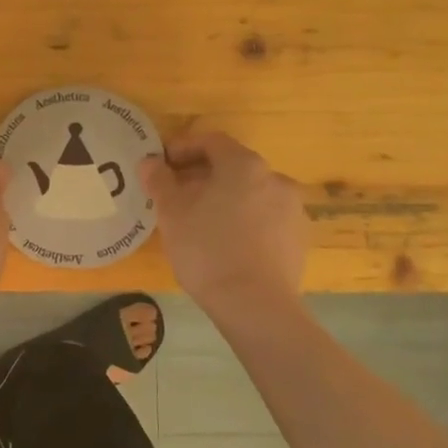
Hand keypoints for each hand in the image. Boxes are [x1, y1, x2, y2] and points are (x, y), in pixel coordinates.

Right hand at [141, 131, 307, 313]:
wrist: (256, 305)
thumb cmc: (207, 249)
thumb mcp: (171, 212)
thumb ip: (160, 180)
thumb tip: (150, 163)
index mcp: (244, 165)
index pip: (211, 141)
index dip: (183, 147)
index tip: (162, 164)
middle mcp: (275, 178)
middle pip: (233, 167)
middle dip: (202, 176)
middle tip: (176, 194)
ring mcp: (292, 210)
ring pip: (250, 194)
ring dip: (225, 199)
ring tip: (199, 221)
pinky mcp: (298, 240)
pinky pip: (265, 219)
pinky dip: (244, 221)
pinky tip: (226, 243)